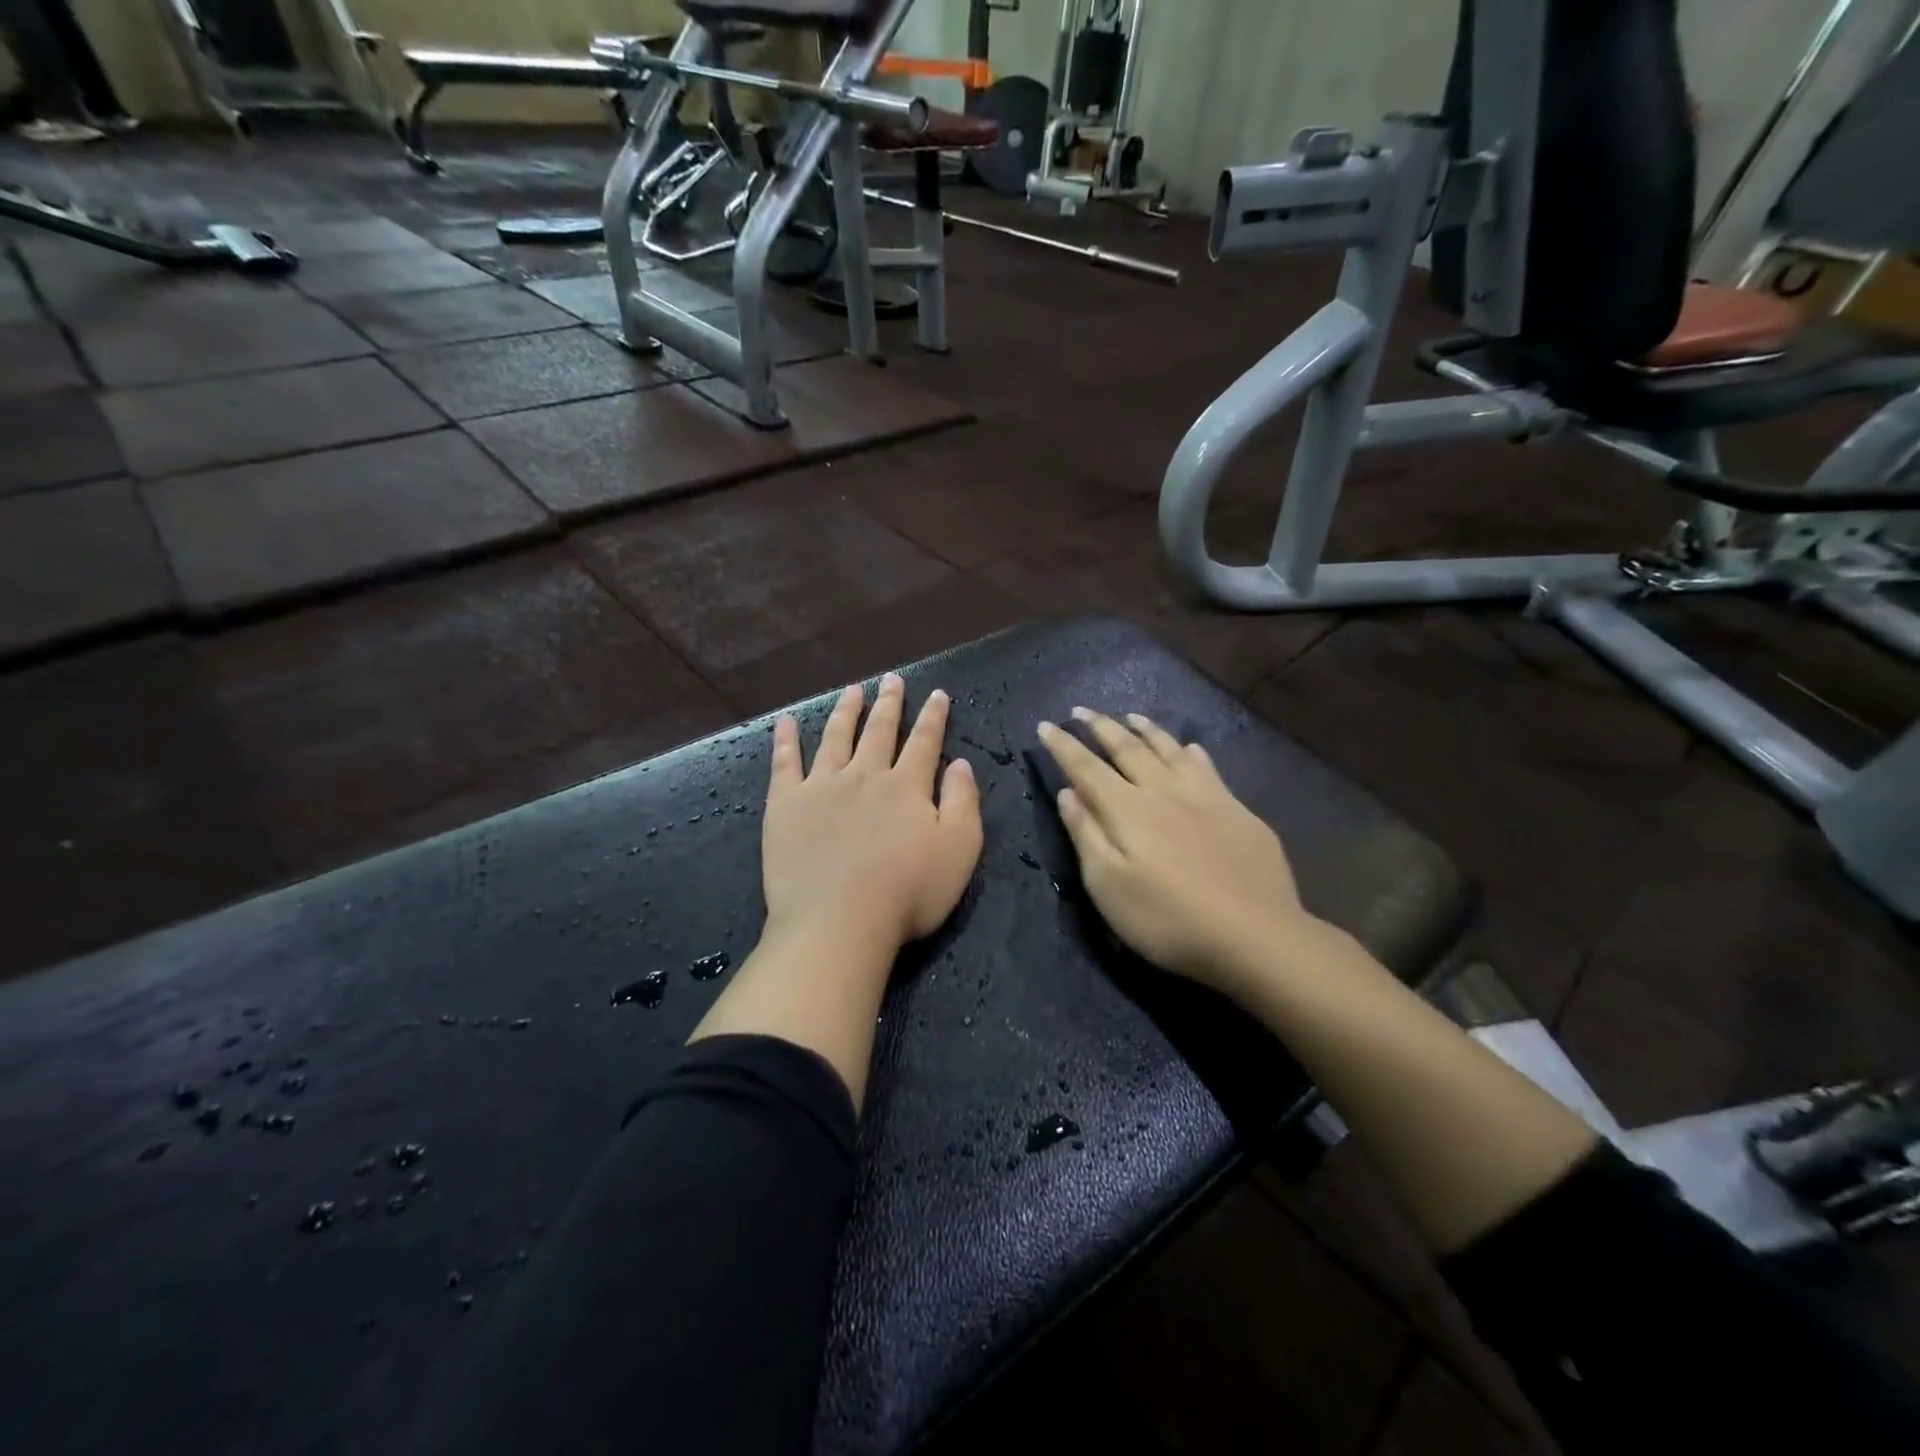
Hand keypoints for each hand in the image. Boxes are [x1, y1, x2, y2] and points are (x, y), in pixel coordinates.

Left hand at [764, 673, 983, 956]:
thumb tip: (960, 763)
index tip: (937, 694)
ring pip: (836, 737)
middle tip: (891, 680)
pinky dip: (786, 739)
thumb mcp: (959, 850)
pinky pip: (785, 763)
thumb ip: (962, 802)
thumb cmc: (908, 892)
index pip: (924, 742)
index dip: (933, 717)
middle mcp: (864, 775)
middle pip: (879, 731)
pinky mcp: (786, 805)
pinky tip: (787, 721)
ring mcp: (822, 786)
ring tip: (852, 690)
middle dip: (889, 704)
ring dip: (846, 711)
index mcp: (906, 786)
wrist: (839, 921)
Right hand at [1039, 708, 1319, 995]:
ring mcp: (1205, 797)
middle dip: (1101, 727)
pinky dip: (1191, 753)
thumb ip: (1086, 834)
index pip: (1086, 767)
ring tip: (1131, 716)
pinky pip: (1208, 768)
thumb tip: (1067, 793)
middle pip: (1127, 749)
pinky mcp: (1238, 811)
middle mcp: (1163, 791)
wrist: (1254, 935)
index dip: (1064, 745)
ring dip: (1146, 730)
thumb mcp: (1108, 886)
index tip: (1046, 725)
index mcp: (1127, 809)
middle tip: (1083, 710)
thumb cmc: (1167, 918)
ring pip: (1169, 750)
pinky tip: (1191, 748)